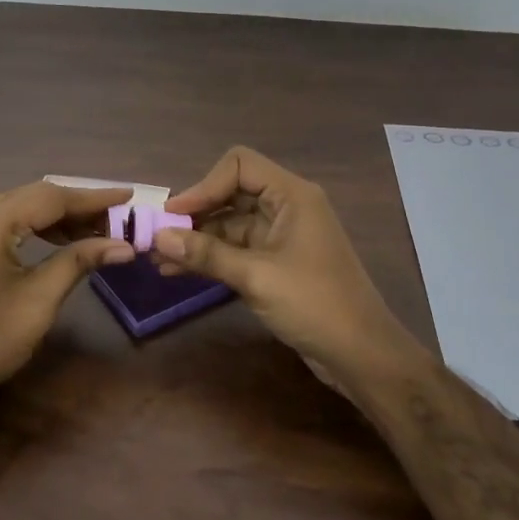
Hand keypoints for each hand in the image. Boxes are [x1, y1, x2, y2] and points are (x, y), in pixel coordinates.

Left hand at [0, 181, 135, 415]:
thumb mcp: (39, 301)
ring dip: (59, 215)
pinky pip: (6, 221)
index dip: (93, 197)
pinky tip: (62, 239)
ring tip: (97, 230)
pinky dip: (36, 226)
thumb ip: (79, 262)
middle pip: (34, 196)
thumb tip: (124, 245)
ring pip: (21, 206)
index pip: (50, 197)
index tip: (128, 196)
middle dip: (78, 205)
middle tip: (117, 216)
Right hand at [156, 147, 429, 395]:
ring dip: (197, 239)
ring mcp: (282, 236)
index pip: (239, 165)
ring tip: (159, 260)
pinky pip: (237, 249)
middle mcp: (287, 207)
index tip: (174, 214)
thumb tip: (159, 237)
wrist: (360, 353)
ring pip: (231, 224)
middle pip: (232, 193)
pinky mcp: (278, 262)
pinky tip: (179, 272)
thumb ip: (207, 254)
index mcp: (292, 195)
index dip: (204, 185)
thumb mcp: (256, 277)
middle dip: (195, 214)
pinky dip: (211, 257)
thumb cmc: (314, 304)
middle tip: (158, 237)